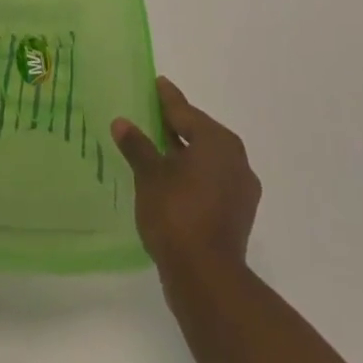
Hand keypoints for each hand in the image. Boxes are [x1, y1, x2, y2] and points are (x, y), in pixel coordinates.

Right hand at [112, 76, 260, 274]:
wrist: (207, 279)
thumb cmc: (177, 214)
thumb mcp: (150, 175)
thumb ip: (137, 146)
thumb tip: (122, 122)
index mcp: (217, 141)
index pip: (185, 112)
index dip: (168, 98)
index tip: (158, 83)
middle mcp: (235, 159)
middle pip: (200, 134)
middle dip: (177, 126)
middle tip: (154, 115)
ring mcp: (240, 190)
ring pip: (207, 160)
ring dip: (184, 154)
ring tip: (158, 150)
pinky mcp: (238, 216)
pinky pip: (212, 182)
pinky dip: (193, 177)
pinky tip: (173, 183)